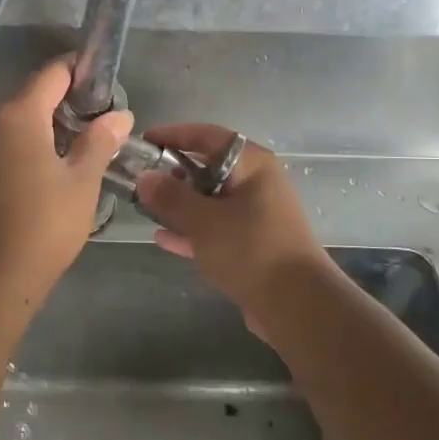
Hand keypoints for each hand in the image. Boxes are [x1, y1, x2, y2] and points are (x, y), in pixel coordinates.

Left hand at [0, 59, 132, 298]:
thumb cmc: (45, 223)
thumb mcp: (83, 181)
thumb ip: (100, 141)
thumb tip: (121, 115)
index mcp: (20, 116)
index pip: (52, 73)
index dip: (80, 70)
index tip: (104, 81)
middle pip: (33, 95)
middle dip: (67, 100)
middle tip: (101, 118)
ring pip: (18, 121)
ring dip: (48, 124)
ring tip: (82, 142)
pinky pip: (6, 143)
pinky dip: (30, 144)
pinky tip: (52, 166)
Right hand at [134, 125, 331, 323]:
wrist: (297, 304)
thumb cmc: (250, 249)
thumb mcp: (204, 220)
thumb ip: (171, 197)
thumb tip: (144, 178)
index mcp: (252, 165)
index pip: (208, 136)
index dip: (174, 135)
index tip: (144, 141)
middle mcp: (257, 183)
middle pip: (209, 167)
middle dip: (174, 173)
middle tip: (141, 180)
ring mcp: (257, 215)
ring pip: (211, 201)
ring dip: (181, 204)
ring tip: (146, 208)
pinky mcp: (254, 245)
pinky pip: (216, 229)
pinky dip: (192, 231)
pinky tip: (163, 239)